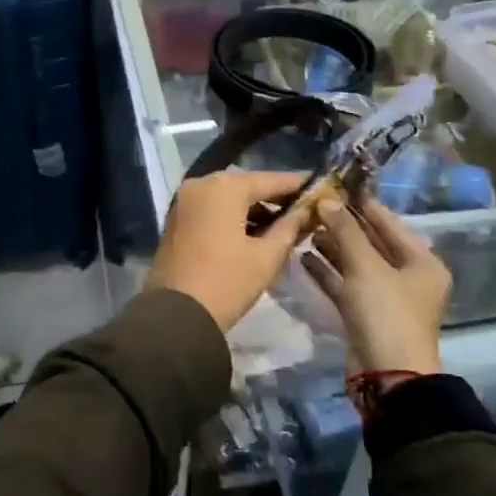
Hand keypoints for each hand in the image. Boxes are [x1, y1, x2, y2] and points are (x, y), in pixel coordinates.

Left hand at [146, 171, 311, 333]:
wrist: (176, 316)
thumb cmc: (227, 282)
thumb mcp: (266, 257)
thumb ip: (289, 227)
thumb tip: (305, 210)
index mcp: (224, 187)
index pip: (269, 179)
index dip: (296, 184)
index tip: (319, 186)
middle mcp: (200, 184)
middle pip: (246, 185)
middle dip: (274, 197)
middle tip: (303, 208)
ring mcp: (184, 201)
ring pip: (227, 197)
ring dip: (253, 208)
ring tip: (284, 224)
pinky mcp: (177, 219)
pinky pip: (212, 208)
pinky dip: (233, 216)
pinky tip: (255, 231)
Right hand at [302, 193, 449, 374]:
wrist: (387, 377)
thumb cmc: (386, 313)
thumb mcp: (366, 267)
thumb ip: (345, 231)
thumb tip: (327, 199)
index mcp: (421, 262)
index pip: (388, 222)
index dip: (361, 204)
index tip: (334, 184)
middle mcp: (407, 276)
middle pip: (371, 242)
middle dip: (342, 225)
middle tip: (312, 205)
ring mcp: (385, 297)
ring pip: (355, 263)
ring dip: (331, 247)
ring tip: (303, 228)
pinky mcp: (365, 314)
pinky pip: (345, 284)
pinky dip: (327, 272)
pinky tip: (303, 257)